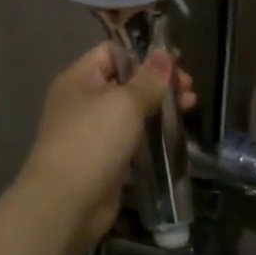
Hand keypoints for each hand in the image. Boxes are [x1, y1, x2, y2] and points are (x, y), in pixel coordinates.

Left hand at [17, 43, 197, 243]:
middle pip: (124, 82)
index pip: (111, 52)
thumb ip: (148, 79)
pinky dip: (150, 136)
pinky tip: (174, 137)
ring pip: (129, 112)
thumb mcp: (125, 103)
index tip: (176, 63)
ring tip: (190, 109)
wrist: (65, 202)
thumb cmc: (93, 141)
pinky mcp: (102, 159)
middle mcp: (82, 101)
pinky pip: (129, 139)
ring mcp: (91, 132)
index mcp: (79, 78)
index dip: (143, 54)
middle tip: (189, 91)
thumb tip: (164, 53)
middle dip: (157, 83)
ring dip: (158, 109)